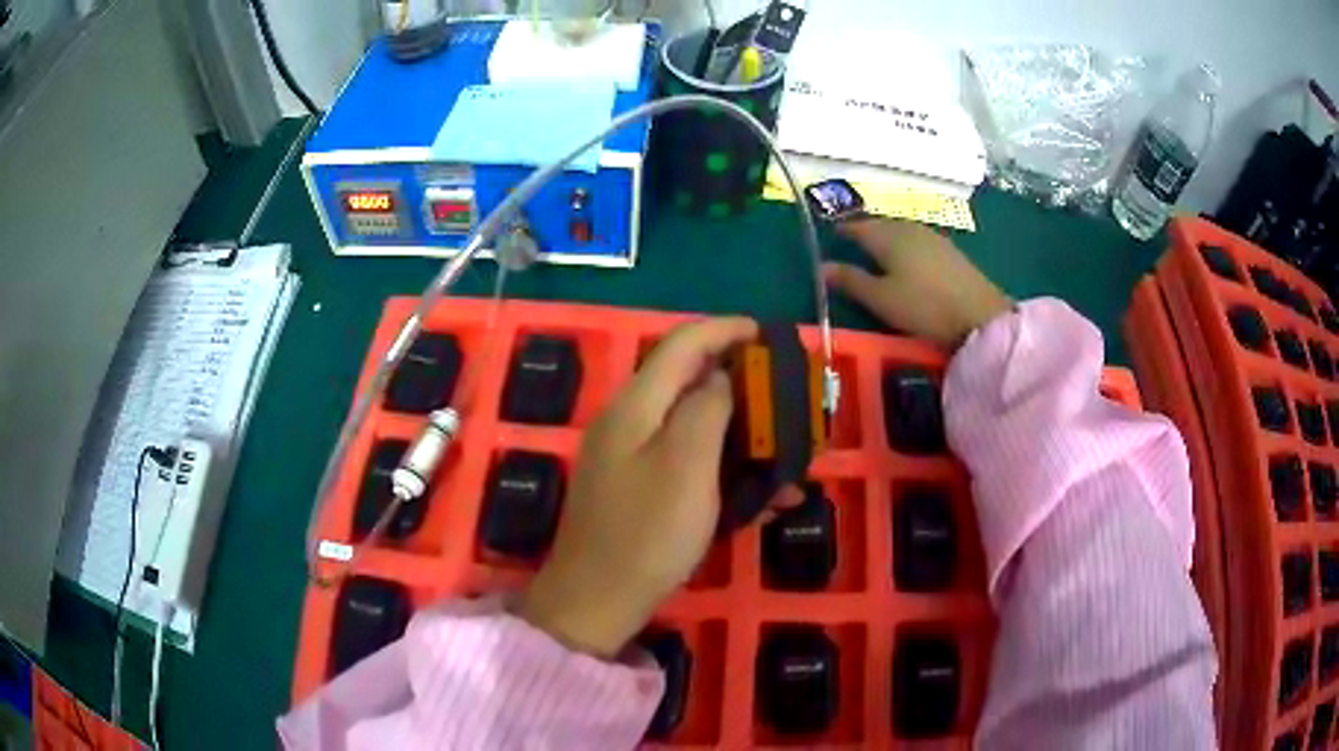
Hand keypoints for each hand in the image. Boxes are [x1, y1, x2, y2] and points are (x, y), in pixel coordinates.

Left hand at [516, 317, 758, 657]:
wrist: (597, 599)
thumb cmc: (647, 532)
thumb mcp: (687, 464)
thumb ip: (706, 408)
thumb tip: (720, 378)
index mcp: (635, 405)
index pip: (681, 344)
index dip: (725, 329)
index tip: (768, 333)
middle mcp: (628, 421)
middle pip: (687, 380)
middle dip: (738, 382)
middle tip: (784, 396)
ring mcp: (629, 457)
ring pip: (692, 425)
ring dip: (739, 432)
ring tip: (784, 451)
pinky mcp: (636, 489)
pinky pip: (687, 463)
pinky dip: (723, 468)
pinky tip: (762, 498)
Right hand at [825, 219, 1012, 348]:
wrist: (979, 314)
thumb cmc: (923, 306)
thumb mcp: (881, 299)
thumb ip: (851, 281)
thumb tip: (821, 266)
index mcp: (887, 236)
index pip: (858, 226)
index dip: (843, 230)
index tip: (832, 234)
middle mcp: (908, 228)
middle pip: (881, 225)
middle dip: (866, 231)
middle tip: (854, 243)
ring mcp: (932, 237)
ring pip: (901, 231)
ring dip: (888, 237)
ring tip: (879, 251)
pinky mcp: (949, 250)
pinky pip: (918, 240)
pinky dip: (906, 245)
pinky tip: (909, 259)